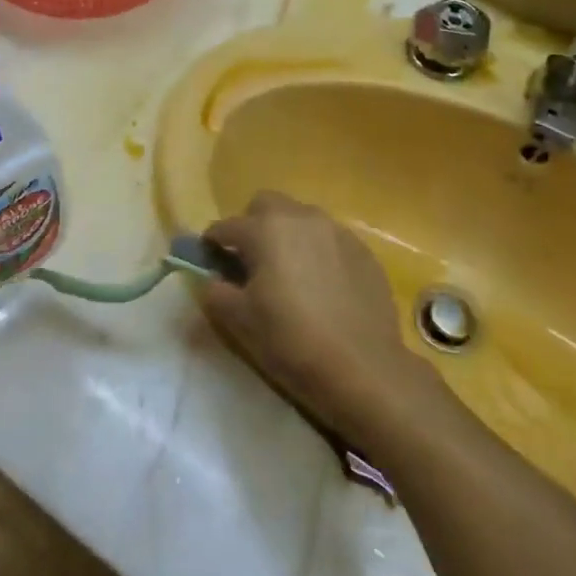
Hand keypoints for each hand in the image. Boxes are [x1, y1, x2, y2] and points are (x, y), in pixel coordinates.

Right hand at [201, 191, 438, 440]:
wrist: (364, 370)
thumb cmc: (291, 341)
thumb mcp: (238, 321)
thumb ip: (214, 291)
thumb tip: (210, 279)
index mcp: (264, 229)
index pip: (225, 227)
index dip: (212, 245)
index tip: (210, 264)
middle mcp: (300, 217)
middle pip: (266, 205)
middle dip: (252, 225)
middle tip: (251, 262)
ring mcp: (337, 231)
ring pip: (300, 218)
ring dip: (287, 236)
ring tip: (289, 274)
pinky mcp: (364, 251)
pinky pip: (329, 240)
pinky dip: (317, 252)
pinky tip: (321, 286)